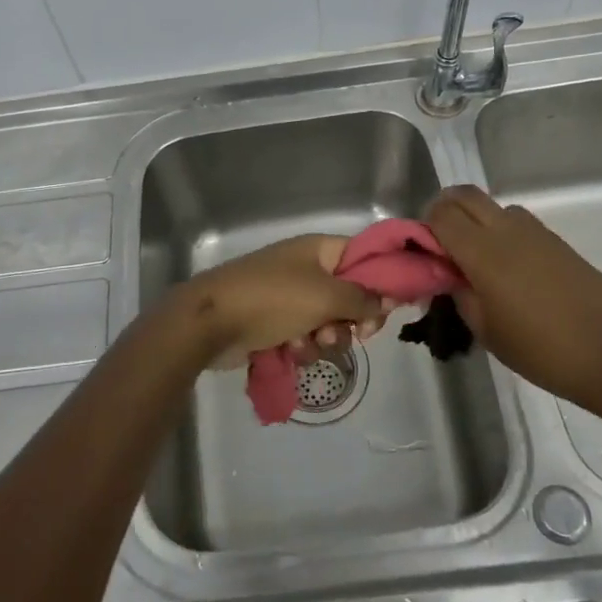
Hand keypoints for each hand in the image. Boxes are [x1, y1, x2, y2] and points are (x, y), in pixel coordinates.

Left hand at [168, 235, 388, 369]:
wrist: (211, 322)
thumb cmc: (272, 299)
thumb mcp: (325, 296)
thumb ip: (363, 298)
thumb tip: (389, 299)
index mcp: (319, 250)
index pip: (364, 257)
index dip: (381, 281)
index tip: (390, 308)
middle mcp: (307, 269)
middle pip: (350, 296)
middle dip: (352, 319)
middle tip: (356, 333)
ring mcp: (289, 297)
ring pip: (329, 322)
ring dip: (324, 338)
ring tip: (306, 341)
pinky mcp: (274, 323)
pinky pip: (304, 337)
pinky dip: (301, 347)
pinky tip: (288, 351)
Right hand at [426, 185, 601, 402]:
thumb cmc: (541, 349)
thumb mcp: (486, 331)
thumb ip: (460, 295)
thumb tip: (450, 277)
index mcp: (483, 252)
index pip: (440, 214)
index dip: (425, 226)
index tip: (424, 252)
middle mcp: (507, 230)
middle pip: (466, 195)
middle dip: (446, 210)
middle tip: (442, 243)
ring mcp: (536, 232)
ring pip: (494, 206)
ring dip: (477, 220)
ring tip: (478, 257)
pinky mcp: (558, 242)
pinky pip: (519, 222)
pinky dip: (502, 232)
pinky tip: (510, 269)